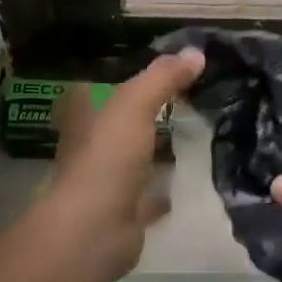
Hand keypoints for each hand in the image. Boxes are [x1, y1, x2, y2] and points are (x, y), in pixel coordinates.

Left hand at [40, 47, 205, 281]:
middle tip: (191, 96)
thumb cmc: (106, 158)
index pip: (106, 83)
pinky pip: (149, 192)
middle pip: (123, 119)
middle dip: (149, 110)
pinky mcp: (124, 210)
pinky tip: (189, 177)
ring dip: (157, 147)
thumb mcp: (133, 104)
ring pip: (136, 155)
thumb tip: (197, 52)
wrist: (94, 230)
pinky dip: (164, 186)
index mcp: (83, 114)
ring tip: (196, 131)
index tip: (167, 67)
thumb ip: (162, 78)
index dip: (131, 73)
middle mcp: (91, 143)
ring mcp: (106, 179)